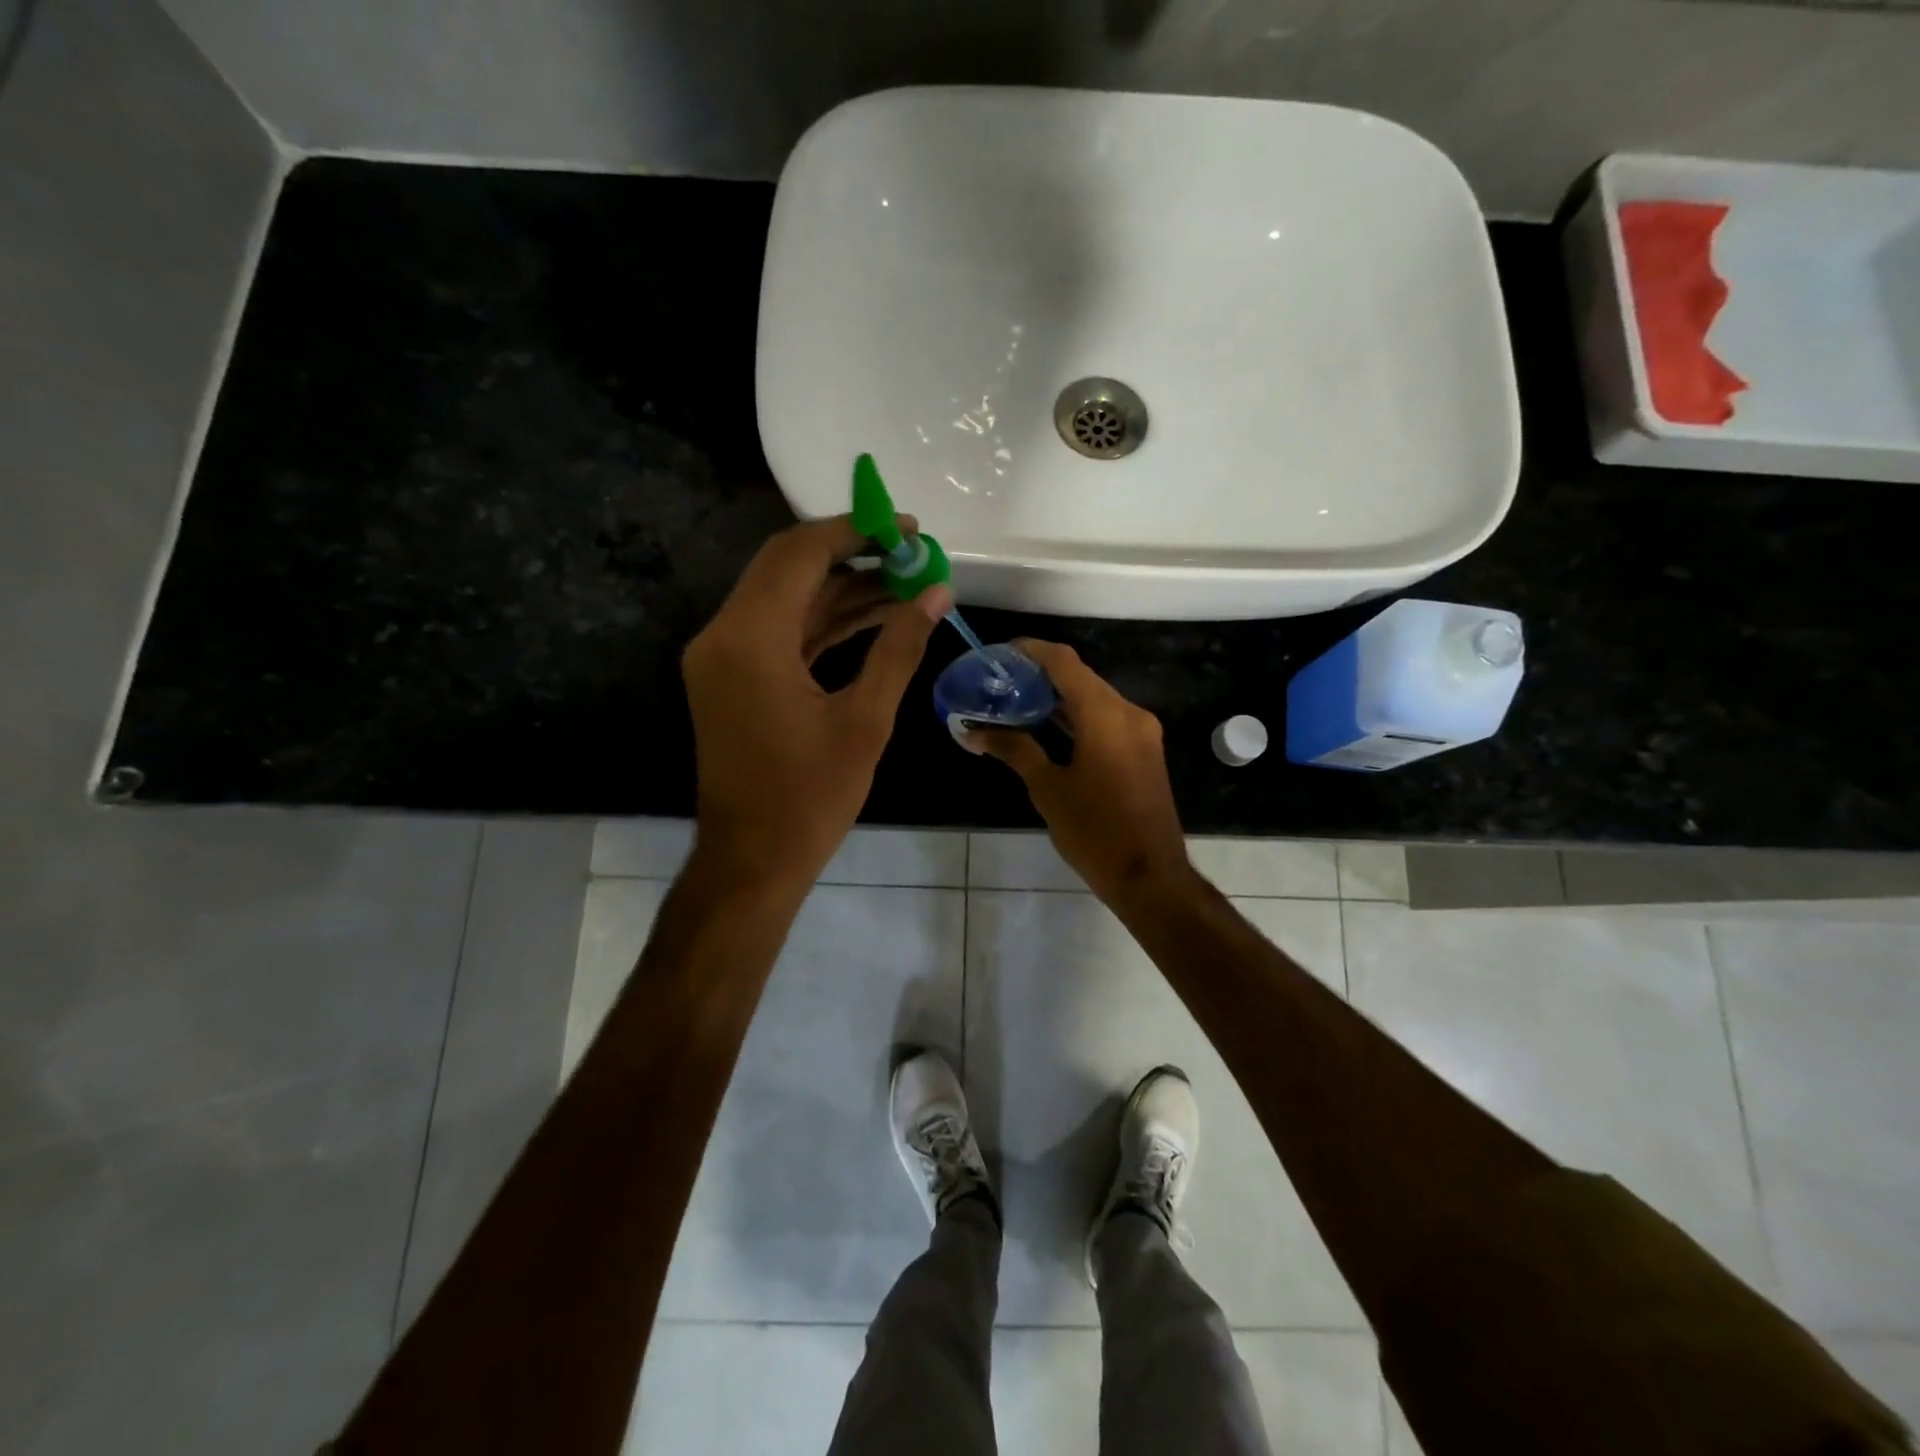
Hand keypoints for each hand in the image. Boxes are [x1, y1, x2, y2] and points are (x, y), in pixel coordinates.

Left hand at [683, 515, 949, 890]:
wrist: (752, 860)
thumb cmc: (810, 797)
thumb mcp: (865, 720)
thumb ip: (899, 647)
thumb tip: (936, 592)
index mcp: (751, 638)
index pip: (800, 554)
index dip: (855, 531)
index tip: (907, 529)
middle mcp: (724, 634)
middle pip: (787, 566)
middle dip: (850, 552)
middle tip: (909, 552)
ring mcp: (723, 657)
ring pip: (785, 598)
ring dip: (841, 588)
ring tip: (904, 584)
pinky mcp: (731, 678)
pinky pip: (779, 631)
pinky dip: (822, 621)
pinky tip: (873, 617)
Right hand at [972, 639, 1190, 902]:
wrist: (1150, 877)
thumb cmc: (1095, 831)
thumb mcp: (1048, 788)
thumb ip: (1014, 750)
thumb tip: (976, 732)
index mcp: (1105, 714)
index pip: (1065, 663)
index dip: (1032, 651)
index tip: (1001, 653)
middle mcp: (1128, 713)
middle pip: (1081, 678)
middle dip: (1042, 675)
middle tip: (1001, 682)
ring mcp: (1141, 733)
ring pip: (1095, 699)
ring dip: (1060, 698)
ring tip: (1017, 702)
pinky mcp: (1144, 753)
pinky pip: (1107, 720)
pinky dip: (1078, 717)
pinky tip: (1049, 729)